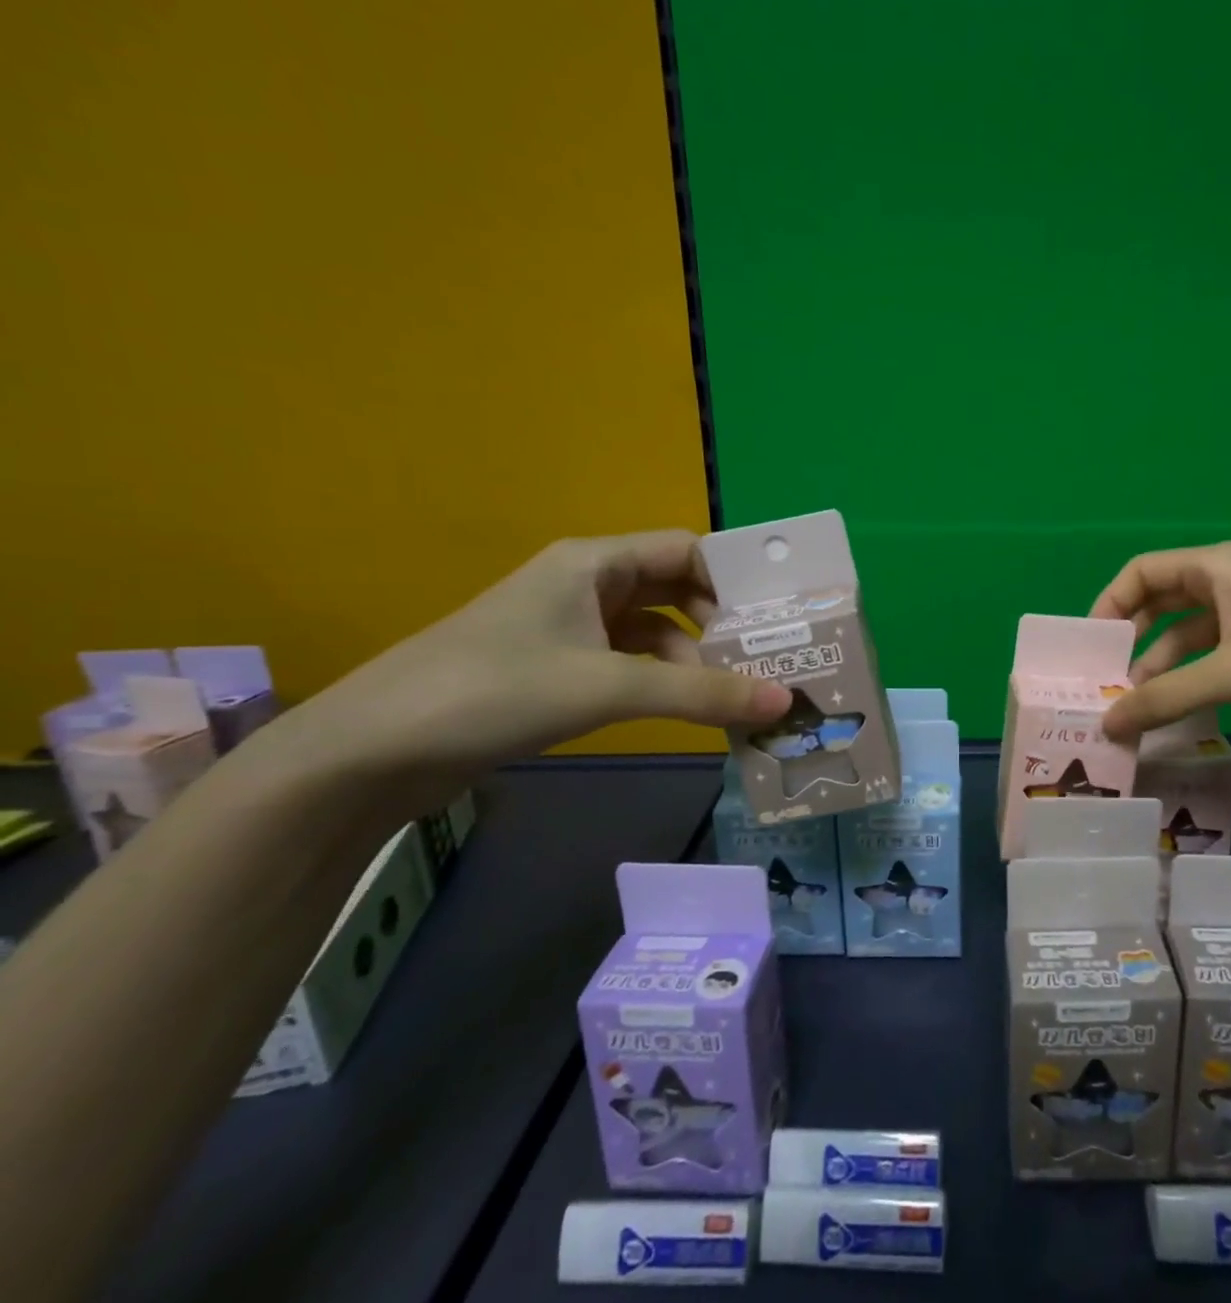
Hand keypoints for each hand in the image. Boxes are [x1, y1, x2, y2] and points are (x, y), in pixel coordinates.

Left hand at [267, 532, 790, 800]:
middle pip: (675, 590)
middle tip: (771, 659)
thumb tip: (785, 703)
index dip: (734, 579)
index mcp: (594, 562)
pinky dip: (661, 680)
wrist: (372, 752)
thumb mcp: (608, 687)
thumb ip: (701, 694)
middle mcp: (585, 584)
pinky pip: (627, 662)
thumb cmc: (495, 691)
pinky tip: (688, 709)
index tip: (778, 618)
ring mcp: (567, 627)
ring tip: (738, 694)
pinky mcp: (555, 668)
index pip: (687, 550)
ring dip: (693, 659)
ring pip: (653, 631)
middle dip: (721, 624)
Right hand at [1090, 541, 1230, 736]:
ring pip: (1190, 633)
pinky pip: (1218, 653)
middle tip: (1110, 682)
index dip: (1109, 604)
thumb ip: (1165, 698)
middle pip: (1162, 602)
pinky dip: (1196, 676)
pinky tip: (1184, 709)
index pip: (1142, 571)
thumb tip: (1108, 725)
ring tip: (1142, 708)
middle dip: (1134, 641)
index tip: (1090, 649)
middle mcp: (1230, 580)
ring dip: (1165, 666)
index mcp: (1216, 566)